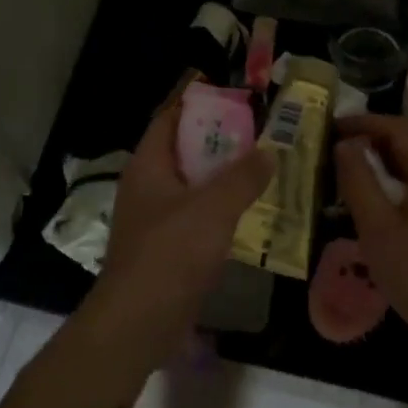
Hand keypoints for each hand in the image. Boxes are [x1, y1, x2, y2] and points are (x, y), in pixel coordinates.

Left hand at [82, 100, 273, 370]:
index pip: (169, 116)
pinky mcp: (165, 246)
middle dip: (216, 136)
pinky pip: (196, 213)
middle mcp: (147, 185)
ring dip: (221, 173)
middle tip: (257, 125)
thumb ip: (243, 177)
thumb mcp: (212, 209)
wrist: (138, 322)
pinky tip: (249, 209)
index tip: (226, 85)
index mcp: (149, 165)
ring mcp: (154, 217)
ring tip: (260, 162)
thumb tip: (269, 151)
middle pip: (182, 148)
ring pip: (191, 182)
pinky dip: (220, 205)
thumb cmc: (169, 254)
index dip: (194, 98)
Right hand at [334, 114, 407, 364]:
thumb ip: (359, 181)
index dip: (364, 122)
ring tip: (347, 181)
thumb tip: (346, 144)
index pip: (398, 127)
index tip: (331, 127)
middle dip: (370, 143)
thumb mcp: (378, 229)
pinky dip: (395, 189)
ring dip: (381, 168)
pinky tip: (375, 210)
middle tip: (333, 154)